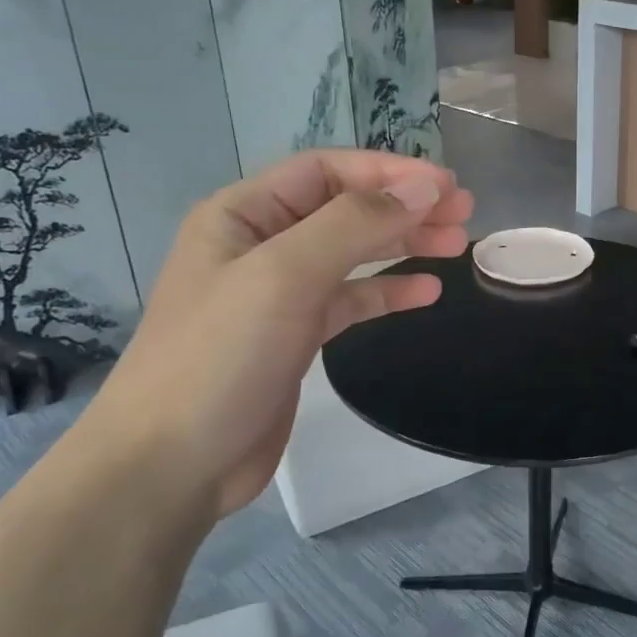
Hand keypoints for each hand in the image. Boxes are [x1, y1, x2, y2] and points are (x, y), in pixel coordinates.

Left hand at [80, 149, 472, 518]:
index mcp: (244, 214)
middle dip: (404, 206)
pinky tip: (427, 292)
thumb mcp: (286, 275)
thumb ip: (356, 224)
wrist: (172, 465)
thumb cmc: (220, 356)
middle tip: (464, 214)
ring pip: (353, 253)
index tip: (447, 186)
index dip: (389, 172)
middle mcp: (261, 243)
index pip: (327, 171)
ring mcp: (278, 293)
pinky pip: (350, 299)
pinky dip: (388, 291)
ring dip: (403, 244)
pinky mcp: (295, 336)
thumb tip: (423, 187)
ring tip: (456, 245)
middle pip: (345, 209)